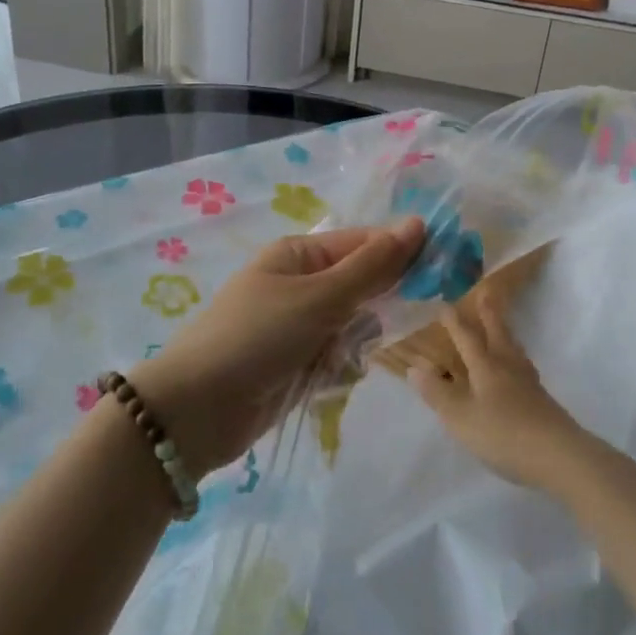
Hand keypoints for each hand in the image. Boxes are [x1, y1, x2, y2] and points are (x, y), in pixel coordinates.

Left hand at [130, 218, 423, 474]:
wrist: (196, 412)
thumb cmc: (257, 337)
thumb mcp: (319, 297)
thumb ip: (372, 266)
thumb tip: (417, 223)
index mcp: (299, 255)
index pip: (363, 243)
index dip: (400, 254)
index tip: (439, 270)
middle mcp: (299, 284)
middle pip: (360, 285)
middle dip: (375, 307)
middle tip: (381, 324)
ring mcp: (297, 326)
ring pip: (354, 325)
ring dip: (355, 343)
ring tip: (336, 359)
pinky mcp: (295, 364)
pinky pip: (337, 357)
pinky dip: (338, 369)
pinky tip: (325, 381)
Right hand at [404, 293, 597, 494]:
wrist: (558, 456)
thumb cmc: (503, 434)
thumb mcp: (460, 417)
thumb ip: (437, 392)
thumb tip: (414, 366)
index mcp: (486, 367)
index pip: (467, 338)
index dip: (455, 322)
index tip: (445, 304)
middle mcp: (508, 367)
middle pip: (497, 334)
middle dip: (489, 314)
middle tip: (486, 292)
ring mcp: (529, 382)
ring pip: (514, 348)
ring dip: (505, 332)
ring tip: (502, 326)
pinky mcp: (541, 399)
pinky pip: (523, 366)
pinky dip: (515, 356)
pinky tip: (517, 368)